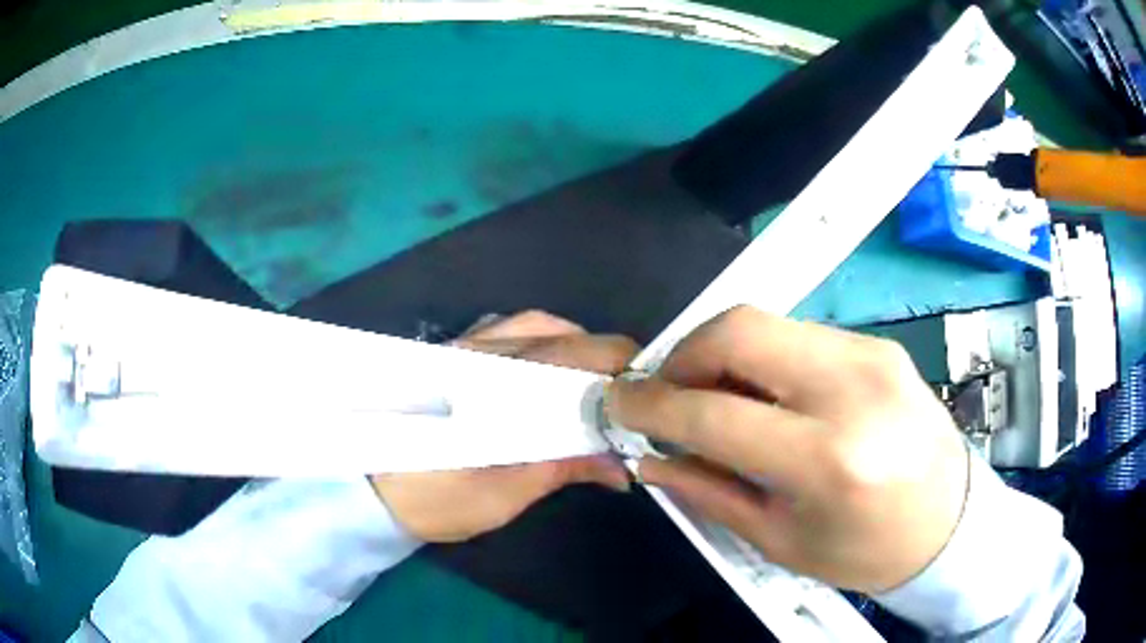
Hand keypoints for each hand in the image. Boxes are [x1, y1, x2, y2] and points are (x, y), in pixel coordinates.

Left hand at [371, 311, 637, 542]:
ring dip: (573, 343)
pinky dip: (541, 341)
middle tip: (625, 391)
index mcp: (493, 388)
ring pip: (533, 325)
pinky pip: (507, 331)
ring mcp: (464, 351)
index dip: (613, 371)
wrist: (373, 492)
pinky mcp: (454, 357)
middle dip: (601, 356)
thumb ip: (562, 468)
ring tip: (593, 378)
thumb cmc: (436, 498)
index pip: (568, 361)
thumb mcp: (504, 494)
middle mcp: (480, 355)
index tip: (641, 396)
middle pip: (556, 334)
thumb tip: (622, 468)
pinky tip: (549, 370)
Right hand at [608, 306, 969, 593]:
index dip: (653, 405)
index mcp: (828, 459)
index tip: (621, 403)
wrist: (949, 521)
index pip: (716, 412)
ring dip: (723, 354)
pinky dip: (764, 357)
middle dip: (685, 353)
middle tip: (668, 392)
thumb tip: (653, 458)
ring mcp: (872, 355)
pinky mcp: (879, 344)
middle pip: (741, 330)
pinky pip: (801, 335)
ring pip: (769, 323)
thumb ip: (711, 492)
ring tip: (714, 396)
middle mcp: (853, 389)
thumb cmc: (865, 550)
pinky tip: (765, 393)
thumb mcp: (781, 540)